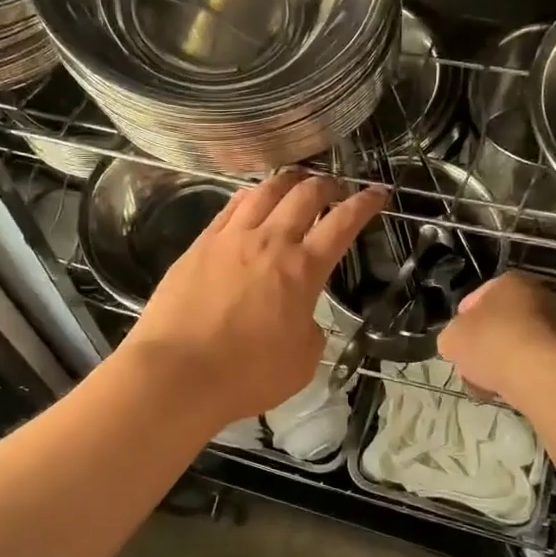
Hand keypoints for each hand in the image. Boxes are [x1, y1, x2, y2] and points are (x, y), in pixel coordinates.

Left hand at [121, 170, 387, 424]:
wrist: (177, 373)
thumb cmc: (246, 375)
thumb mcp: (302, 362)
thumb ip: (311, 331)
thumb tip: (303, 317)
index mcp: (302, 270)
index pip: (342, 223)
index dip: (365, 204)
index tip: (378, 193)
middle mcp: (269, 242)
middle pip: (305, 193)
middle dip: (328, 184)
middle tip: (336, 190)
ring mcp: (231, 238)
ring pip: (265, 190)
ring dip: (288, 181)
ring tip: (296, 184)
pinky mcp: (200, 244)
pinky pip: (231, 206)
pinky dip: (251, 195)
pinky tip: (252, 200)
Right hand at [438, 271, 555, 407]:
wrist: (539, 374)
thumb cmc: (490, 343)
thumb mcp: (451, 338)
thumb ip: (451, 336)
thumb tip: (458, 343)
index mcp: (508, 281)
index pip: (474, 299)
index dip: (460, 322)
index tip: (455, 343)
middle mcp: (536, 295)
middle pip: (497, 322)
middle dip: (482, 344)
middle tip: (469, 364)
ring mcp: (555, 324)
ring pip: (514, 344)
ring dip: (499, 361)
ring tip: (486, 383)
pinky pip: (531, 362)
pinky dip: (518, 373)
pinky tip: (506, 389)